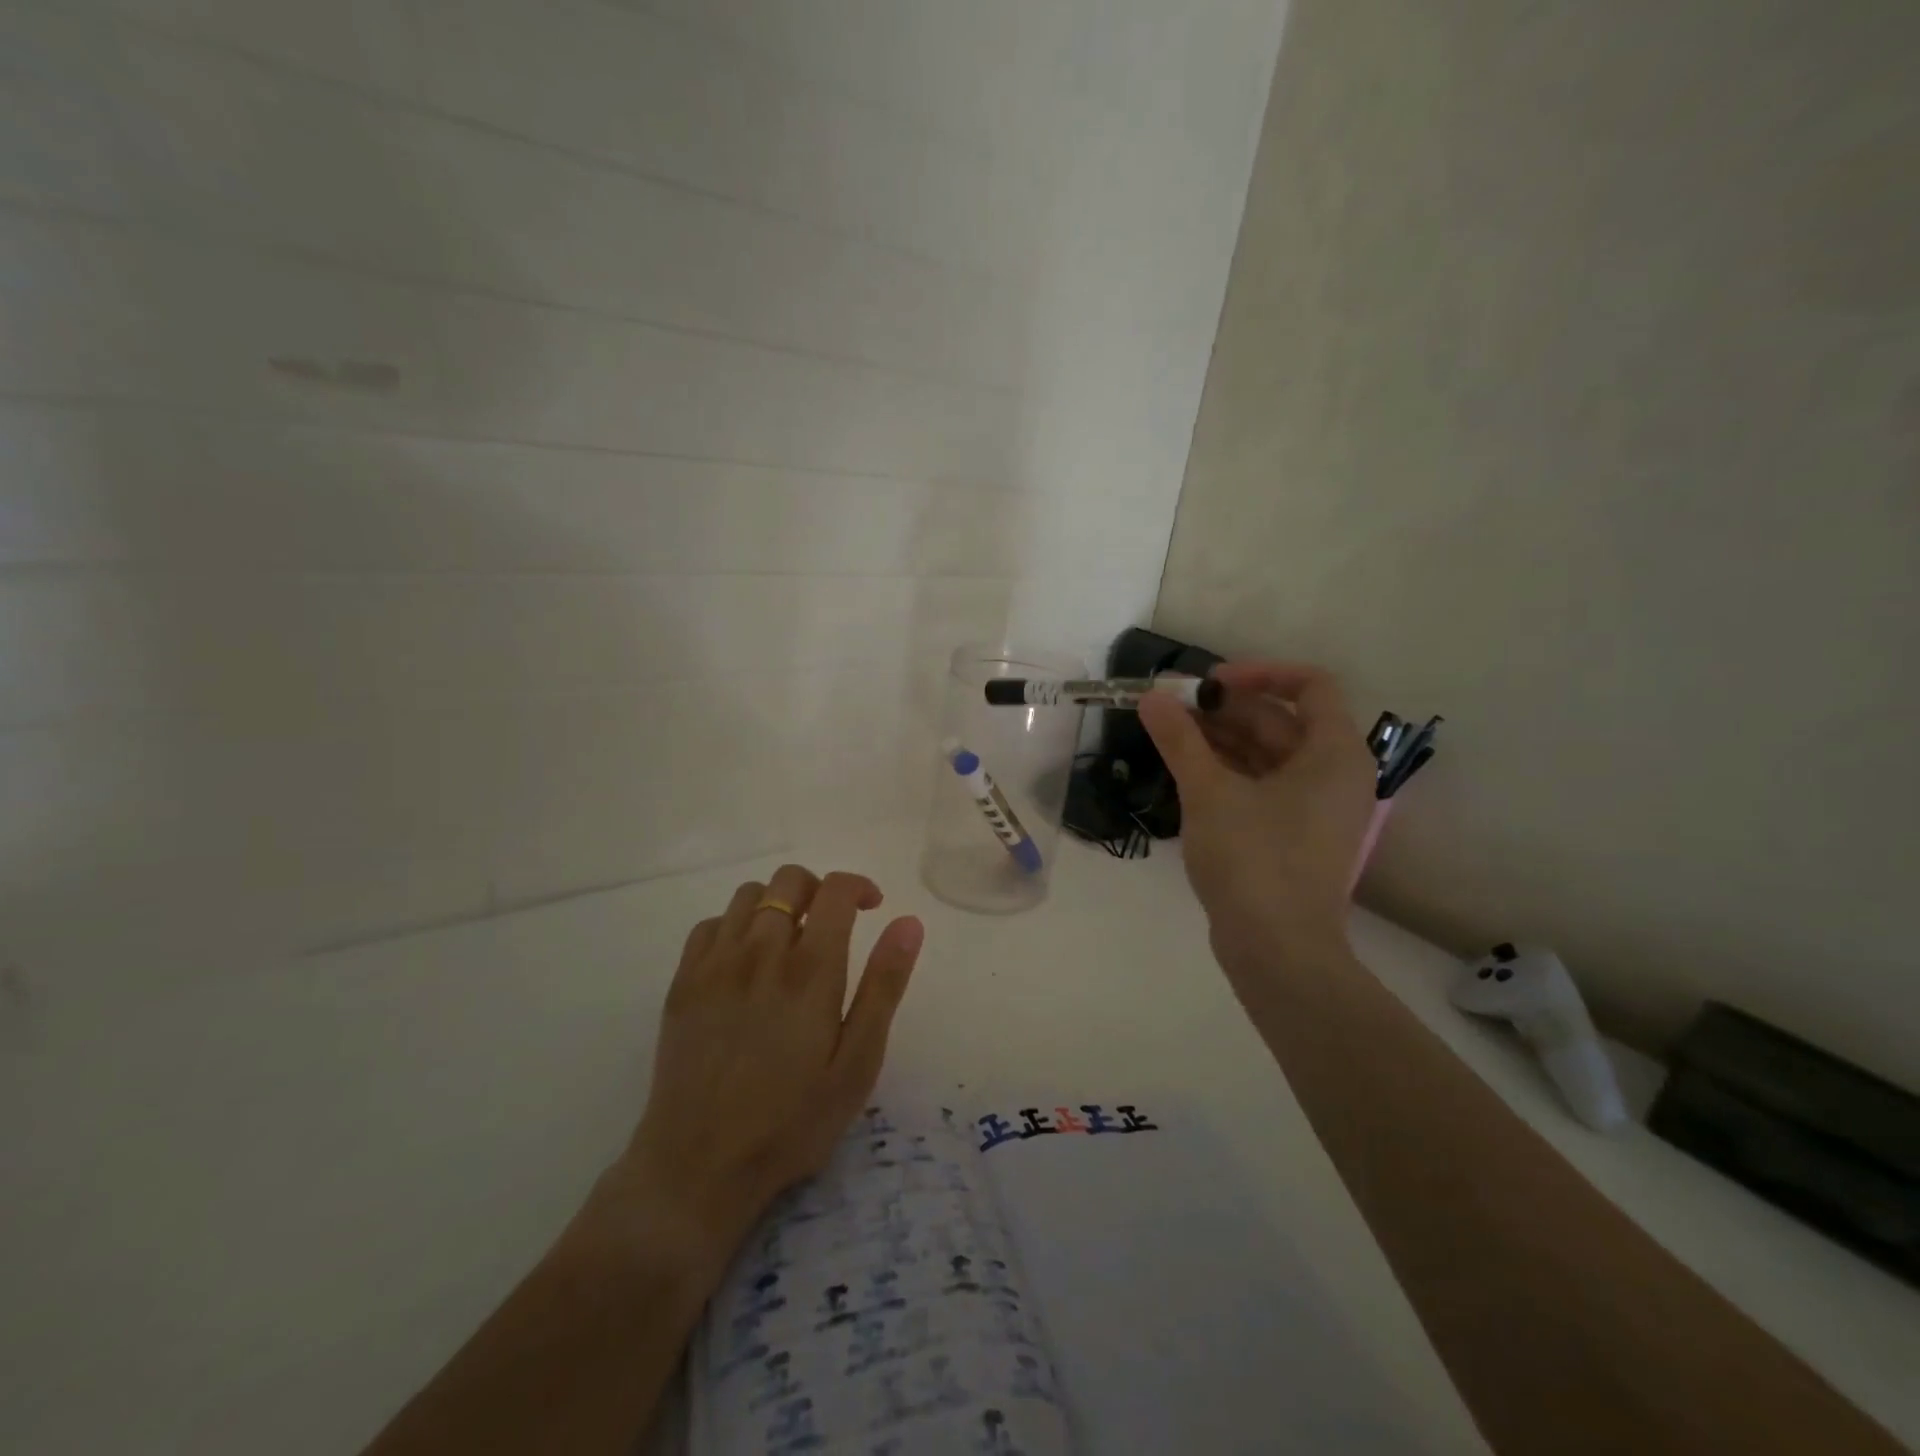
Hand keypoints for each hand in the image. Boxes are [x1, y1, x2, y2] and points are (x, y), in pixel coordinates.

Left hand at [589, 865, 923, 1268]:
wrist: (699, 1166)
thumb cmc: (792, 1120)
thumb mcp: (857, 1062)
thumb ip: (884, 985)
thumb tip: (908, 922)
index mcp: (810, 969)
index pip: (835, 889)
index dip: (859, 885)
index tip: (871, 907)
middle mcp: (760, 951)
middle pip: (789, 880)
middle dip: (819, 889)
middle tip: (832, 925)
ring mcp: (715, 964)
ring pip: (749, 894)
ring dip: (778, 903)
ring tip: (789, 941)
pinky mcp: (683, 982)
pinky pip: (711, 924)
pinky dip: (737, 925)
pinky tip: (746, 960)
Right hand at [1138, 662, 1374, 976]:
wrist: (1278, 951)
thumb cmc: (1253, 860)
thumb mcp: (1209, 792)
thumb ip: (1180, 739)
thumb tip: (1151, 696)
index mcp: (1334, 753)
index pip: (1310, 685)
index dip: (1259, 673)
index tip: (1208, 683)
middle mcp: (1335, 775)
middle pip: (1281, 720)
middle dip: (1225, 709)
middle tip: (1171, 708)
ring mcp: (1316, 808)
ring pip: (1268, 755)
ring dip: (1221, 739)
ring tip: (1170, 734)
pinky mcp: (1295, 836)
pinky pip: (1264, 785)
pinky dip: (1229, 771)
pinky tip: (1187, 770)